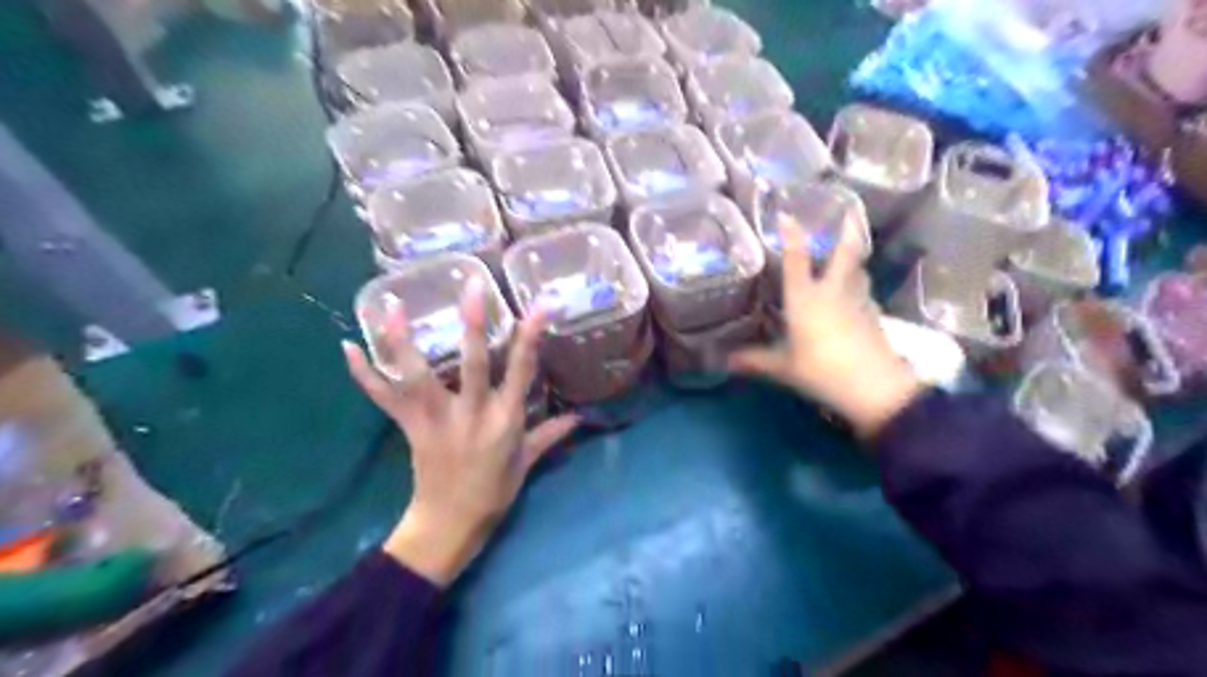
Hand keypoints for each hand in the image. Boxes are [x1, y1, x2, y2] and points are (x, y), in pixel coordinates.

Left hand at [343, 278, 579, 584]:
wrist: (448, 525)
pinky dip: (364, 374)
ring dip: (403, 341)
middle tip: (471, 285)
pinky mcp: (409, 427)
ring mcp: (436, 419)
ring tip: (392, 306)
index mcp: (505, 420)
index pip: (522, 372)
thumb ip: (551, 434)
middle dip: (473, 323)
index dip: (530, 338)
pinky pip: (384, 398)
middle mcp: (471, 414)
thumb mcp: (527, 463)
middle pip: (473, 363)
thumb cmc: (493, 492)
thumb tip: (580, 416)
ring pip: (418, 375)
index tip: (538, 306)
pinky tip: (348, 347)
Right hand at [725, 213, 924, 437]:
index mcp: (805, 298)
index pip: (797, 259)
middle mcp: (833, 292)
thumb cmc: (820, 370)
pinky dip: (861, 285)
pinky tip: (857, 294)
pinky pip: (866, 292)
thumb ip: (755, 360)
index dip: (791, 235)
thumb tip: (725, 361)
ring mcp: (858, 301)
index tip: (787, 214)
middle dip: (846, 230)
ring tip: (852, 250)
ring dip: (856, 257)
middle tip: (849, 210)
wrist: (872, 386)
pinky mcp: (874, 315)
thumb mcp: (783, 367)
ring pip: (860, 270)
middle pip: (844, 253)